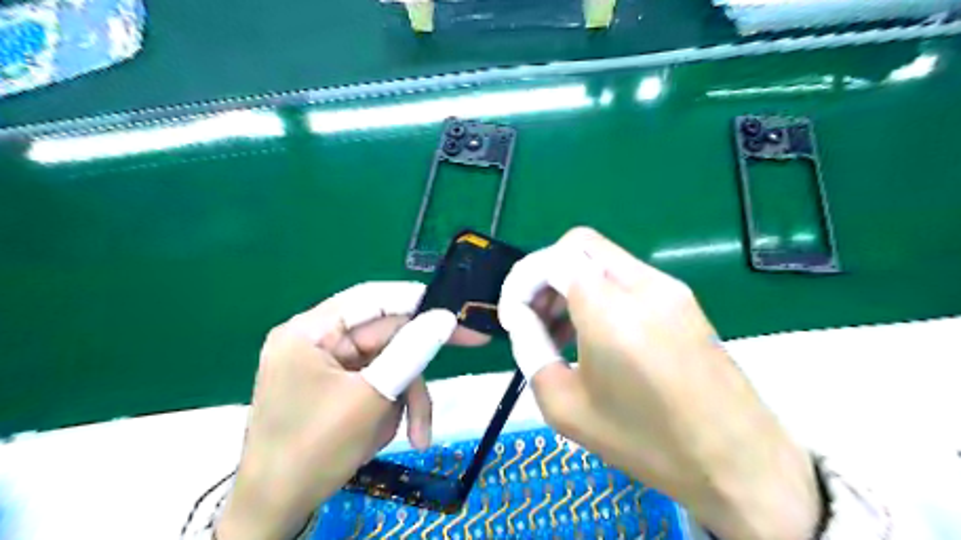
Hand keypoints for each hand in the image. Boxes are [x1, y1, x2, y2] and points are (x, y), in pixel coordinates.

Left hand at [220, 283, 488, 538]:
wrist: (276, 510)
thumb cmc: (314, 450)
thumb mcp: (370, 399)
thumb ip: (410, 352)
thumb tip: (445, 317)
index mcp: (310, 331)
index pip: (372, 298)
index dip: (417, 299)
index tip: (456, 306)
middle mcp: (318, 340)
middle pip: (386, 336)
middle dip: (416, 368)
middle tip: (474, 343)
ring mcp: (328, 365)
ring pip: (388, 364)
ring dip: (405, 399)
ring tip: (416, 435)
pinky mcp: (337, 387)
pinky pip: (377, 384)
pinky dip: (389, 409)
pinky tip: (384, 436)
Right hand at [496, 227, 817, 539]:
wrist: (739, 461)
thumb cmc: (646, 442)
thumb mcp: (566, 406)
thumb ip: (531, 350)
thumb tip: (521, 318)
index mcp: (612, 311)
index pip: (551, 259)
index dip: (521, 282)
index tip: (513, 317)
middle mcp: (642, 284)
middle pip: (577, 245)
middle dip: (544, 274)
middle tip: (535, 317)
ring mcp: (668, 286)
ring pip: (600, 257)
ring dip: (570, 281)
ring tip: (561, 331)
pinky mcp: (682, 297)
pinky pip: (625, 275)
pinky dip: (597, 291)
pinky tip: (596, 333)